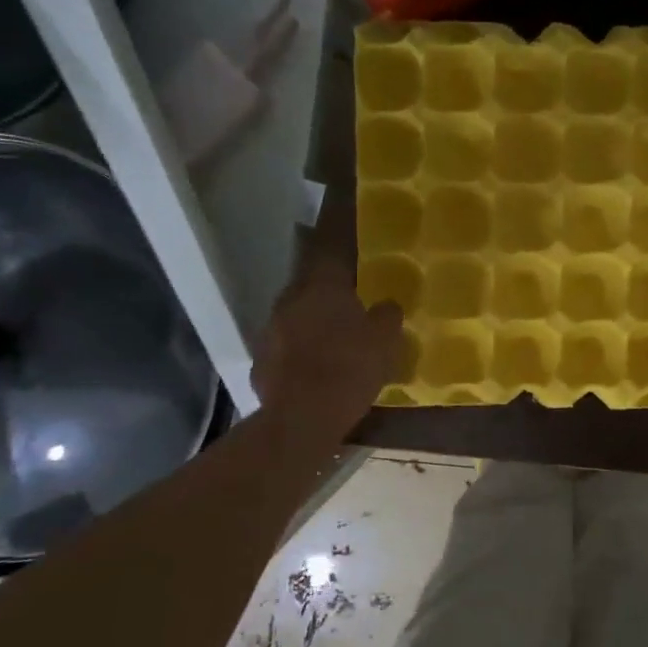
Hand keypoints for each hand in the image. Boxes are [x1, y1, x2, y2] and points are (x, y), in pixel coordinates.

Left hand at [251, 253, 402, 426]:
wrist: (302, 417)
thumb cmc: (350, 368)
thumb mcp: (385, 340)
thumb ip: (386, 315)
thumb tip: (386, 304)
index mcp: (322, 287)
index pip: (330, 250)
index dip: (339, 239)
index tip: (344, 229)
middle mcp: (290, 300)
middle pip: (309, 283)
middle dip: (326, 287)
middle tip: (346, 295)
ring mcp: (270, 331)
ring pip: (295, 315)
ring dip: (311, 319)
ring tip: (331, 334)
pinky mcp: (261, 361)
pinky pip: (285, 346)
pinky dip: (299, 349)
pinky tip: (313, 365)